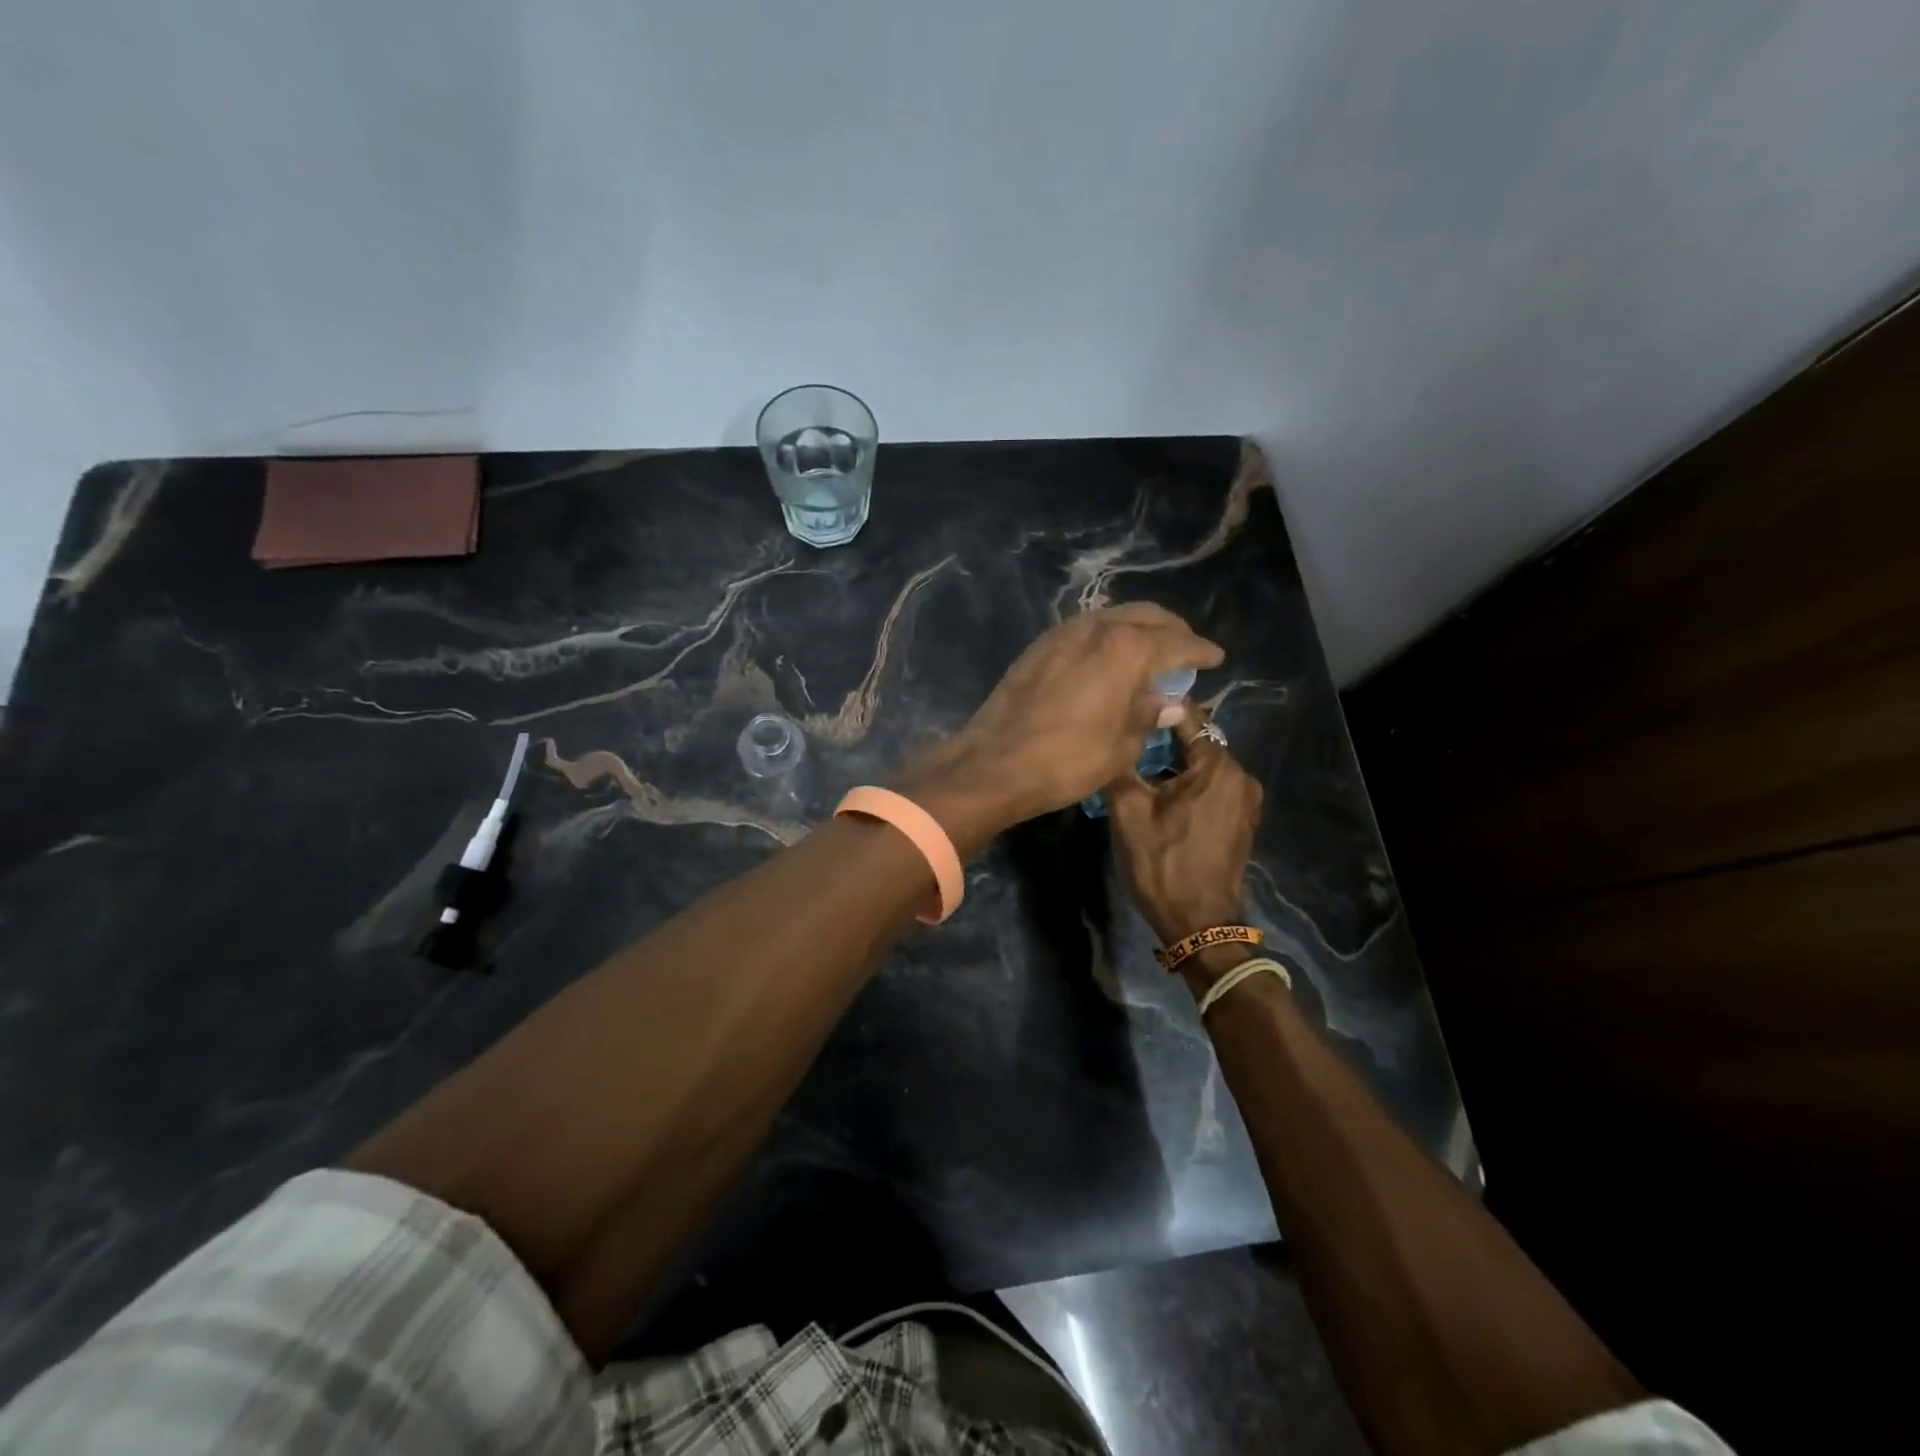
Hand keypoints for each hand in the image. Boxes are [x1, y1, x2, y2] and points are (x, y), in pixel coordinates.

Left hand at [896, 605, 1222, 856]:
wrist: (994, 763)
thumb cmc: (1068, 759)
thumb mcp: (1121, 745)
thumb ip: (1149, 715)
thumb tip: (1169, 703)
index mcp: (1126, 648)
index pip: (1176, 642)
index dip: (1199, 650)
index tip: (1215, 657)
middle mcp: (1096, 628)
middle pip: (1145, 616)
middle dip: (1170, 630)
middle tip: (1185, 650)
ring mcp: (1062, 634)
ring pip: (1111, 617)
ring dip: (1136, 629)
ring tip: (1149, 653)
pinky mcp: (1037, 647)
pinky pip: (1084, 631)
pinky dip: (1106, 638)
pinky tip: (1108, 659)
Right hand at [1106, 703, 1263, 953]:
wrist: (1199, 922)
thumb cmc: (1161, 863)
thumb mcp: (1128, 812)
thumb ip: (1122, 765)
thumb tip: (1114, 735)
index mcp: (1217, 766)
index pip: (1187, 716)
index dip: (1156, 709)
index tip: (1126, 708)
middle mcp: (1240, 775)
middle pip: (1196, 741)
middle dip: (1162, 740)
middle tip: (1125, 743)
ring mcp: (1246, 800)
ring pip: (1203, 765)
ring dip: (1173, 764)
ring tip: (1138, 769)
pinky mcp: (1243, 819)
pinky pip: (1212, 787)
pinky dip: (1188, 784)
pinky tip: (1161, 795)